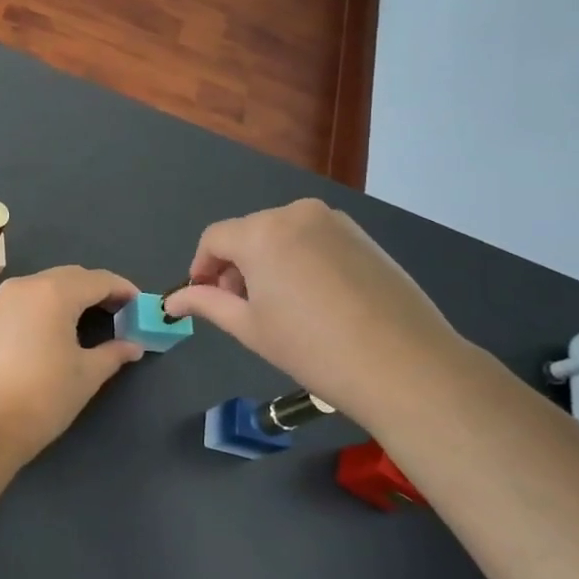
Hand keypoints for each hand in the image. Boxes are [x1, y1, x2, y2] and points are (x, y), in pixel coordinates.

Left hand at [0, 266, 143, 458]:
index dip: (123, 290)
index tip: (141, 305)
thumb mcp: (86, 374)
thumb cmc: (43, 396)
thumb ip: (114, 353)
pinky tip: (58, 328)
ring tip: (92, 319)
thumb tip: (133, 346)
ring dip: (71, 295)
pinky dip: (48, 305)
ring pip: (46, 285)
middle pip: (71, 277)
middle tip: (120, 313)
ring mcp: (2, 300)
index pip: (98, 280)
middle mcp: (26, 285)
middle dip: (97, 290)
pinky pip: (27, 299)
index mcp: (54, 292)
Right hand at [162, 199, 467, 416]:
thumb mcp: (250, 328)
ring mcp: (334, 221)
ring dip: (268, 262)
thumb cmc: (313, 349)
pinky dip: (300, 260)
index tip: (203, 297)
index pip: (214, 239)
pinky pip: (314, 240)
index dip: (201, 267)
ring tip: (281, 307)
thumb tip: (172, 301)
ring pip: (282, 235)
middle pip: (248, 234)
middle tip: (242, 308)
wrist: (405, 365)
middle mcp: (295, 213)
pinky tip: (315, 300)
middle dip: (236, 266)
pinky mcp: (362, 236)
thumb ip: (207, 304)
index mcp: (261, 232)